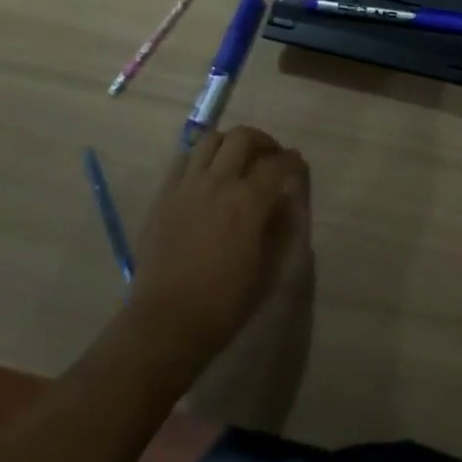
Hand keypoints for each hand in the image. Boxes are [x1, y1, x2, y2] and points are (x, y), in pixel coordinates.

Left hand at [123, 127, 308, 374]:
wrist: (166, 324)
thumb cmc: (224, 304)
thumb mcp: (267, 270)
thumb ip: (280, 228)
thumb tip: (286, 202)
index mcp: (248, 201)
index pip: (277, 164)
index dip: (293, 161)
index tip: (298, 166)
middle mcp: (217, 182)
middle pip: (242, 137)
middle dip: (263, 141)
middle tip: (270, 157)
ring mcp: (186, 186)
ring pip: (210, 140)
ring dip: (229, 143)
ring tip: (237, 159)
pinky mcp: (163, 196)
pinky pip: (183, 159)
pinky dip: (200, 158)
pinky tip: (206, 175)